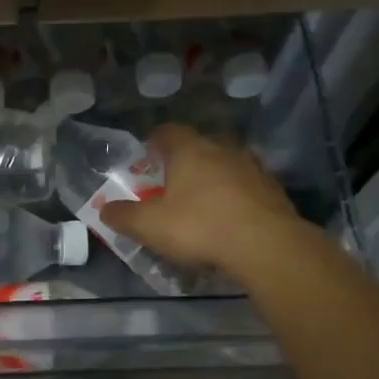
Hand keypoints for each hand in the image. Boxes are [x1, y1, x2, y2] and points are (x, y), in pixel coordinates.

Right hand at [98, 124, 298, 275]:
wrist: (266, 246)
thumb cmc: (200, 227)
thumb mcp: (150, 226)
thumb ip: (124, 216)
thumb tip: (104, 209)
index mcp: (190, 150)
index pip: (168, 132)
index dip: (154, 141)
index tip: (146, 156)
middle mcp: (223, 149)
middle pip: (199, 147)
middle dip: (185, 162)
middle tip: (172, 184)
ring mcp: (253, 168)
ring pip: (226, 166)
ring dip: (214, 180)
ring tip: (203, 204)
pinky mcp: (274, 191)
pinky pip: (247, 188)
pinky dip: (237, 198)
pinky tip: (231, 221)